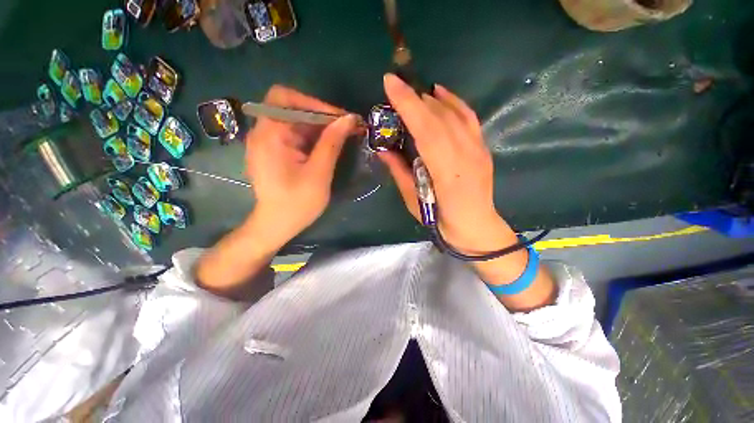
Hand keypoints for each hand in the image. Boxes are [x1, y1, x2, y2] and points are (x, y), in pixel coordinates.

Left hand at [245, 85, 357, 246]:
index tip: (340, 118)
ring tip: (342, 136)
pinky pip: (294, 134)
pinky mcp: (274, 151)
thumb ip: (332, 143)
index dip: (314, 103)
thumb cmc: (297, 203)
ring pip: (295, 121)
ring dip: (319, 127)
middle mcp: (263, 132)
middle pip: (291, 108)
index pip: (286, 98)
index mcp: (269, 135)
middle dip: (321, 115)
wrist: (277, 225)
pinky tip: (328, 146)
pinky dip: (313, 136)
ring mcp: (268, 142)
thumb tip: (349, 119)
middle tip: (346, 127)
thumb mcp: (319, 173)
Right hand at [378, 73, 514, 254]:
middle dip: (414, 97)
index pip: (426, 130)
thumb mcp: (413, 200)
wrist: (475, 226)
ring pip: (453, 114)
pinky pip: (468, 117)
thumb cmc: (440, 220)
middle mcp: (465, 155)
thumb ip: (399, 172)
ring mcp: (477, 149)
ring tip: (411, 93)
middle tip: (395, 87)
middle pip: (439, 117)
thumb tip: (383, 149)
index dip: (408, 105)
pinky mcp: (482, 147)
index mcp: (446, 173)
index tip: (390, 83)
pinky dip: (453, 101)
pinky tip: (439, 92)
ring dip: (429, 99)